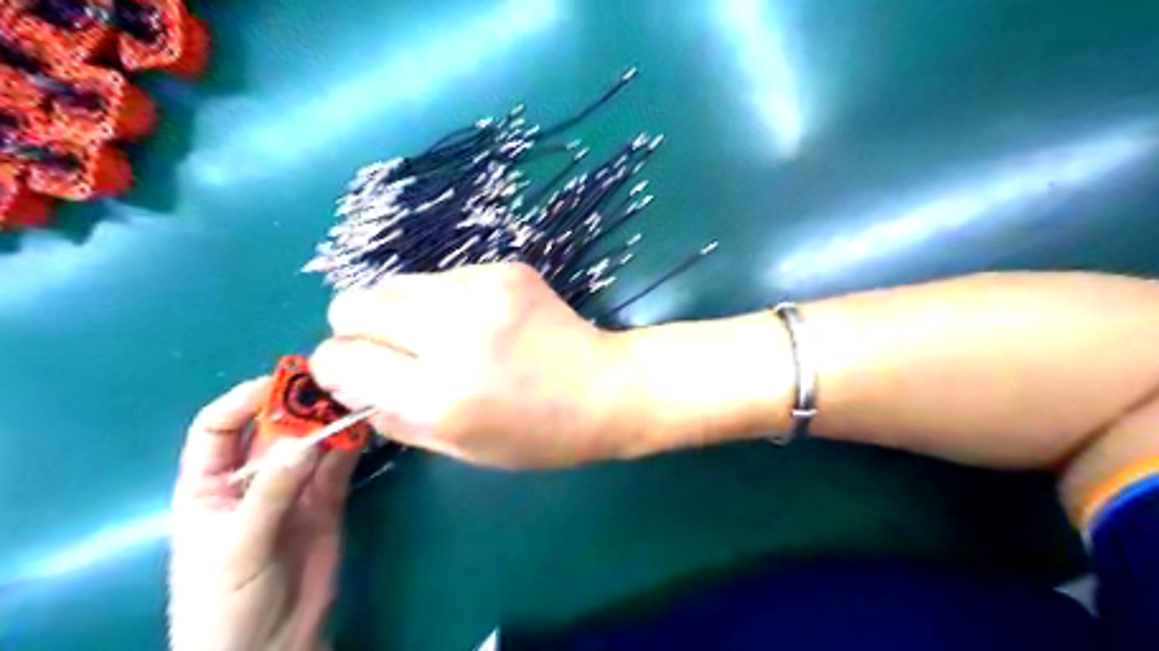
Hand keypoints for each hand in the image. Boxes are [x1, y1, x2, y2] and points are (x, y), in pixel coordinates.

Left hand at [169, 378, 356, 649]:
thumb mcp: (237, 548)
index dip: (243, 400)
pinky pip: (339, 467)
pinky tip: (366, 430)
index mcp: (208, 486)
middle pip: (273, 430)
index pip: (218, 428)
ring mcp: (293, 490)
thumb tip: (307, 439)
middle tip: (333, 385)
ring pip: (312, 444)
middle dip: (299, 406)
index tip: (280, 382)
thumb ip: (271, 492)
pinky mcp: (327, 502)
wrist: (270, 649)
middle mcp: (252, 480)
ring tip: (356, 400)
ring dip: (331, 423)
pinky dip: (352, 447)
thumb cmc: (225, 604)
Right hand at [308, 261, 642, 468]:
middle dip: (356, 329)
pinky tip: (479, 320)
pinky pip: (444, 276)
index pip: (340, 358)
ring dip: (400, 310)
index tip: (354, 373)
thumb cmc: (537, 434)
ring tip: (436, 334)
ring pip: (394, 282)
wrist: (606, 388)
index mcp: (438, 395)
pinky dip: (444, 299)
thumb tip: (348, 385)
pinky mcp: (505, 270)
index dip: (335, 365)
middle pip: (353, 304)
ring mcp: (482, 293)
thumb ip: (393, 417)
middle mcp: (452, 335)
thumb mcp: (460, 447)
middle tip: (388, 349)